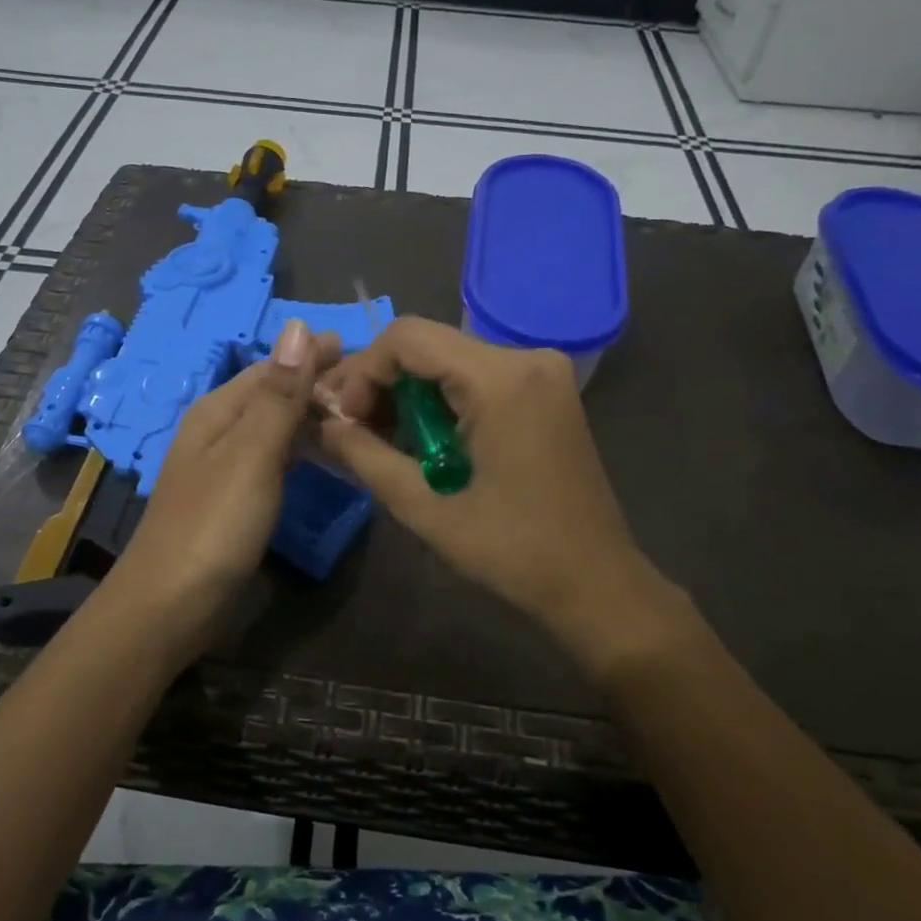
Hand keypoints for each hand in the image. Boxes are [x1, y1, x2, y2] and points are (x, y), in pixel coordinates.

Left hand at [110, 319, 340, 631]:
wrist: (171, 605)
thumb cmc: (214, 524)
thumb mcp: (251, 453)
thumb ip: (279, 394)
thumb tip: (298, 326)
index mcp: (219, 410)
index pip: (273, 366)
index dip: (314, 355)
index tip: (364, 351)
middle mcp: (220, 430)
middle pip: (274, 394)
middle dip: (318, 384)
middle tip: (376, 389)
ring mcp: (226, 467)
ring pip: (276, 426)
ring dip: (313, 416)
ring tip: (362, 416)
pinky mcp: (236, 499)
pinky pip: (275, 458)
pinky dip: (303, 448)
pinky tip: (326, 455)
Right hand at [317, 318, 691, 665]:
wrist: (596, 583)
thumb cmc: (513, 552)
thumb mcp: (427, 509)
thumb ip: (368, 458)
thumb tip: (324, 426)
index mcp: (500, 379)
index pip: (407, 338)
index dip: (364, 372)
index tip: (346, 420)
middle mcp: (525, 358)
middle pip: (428, 344)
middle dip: (381, 382)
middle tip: (352, 430)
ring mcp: (542, 372)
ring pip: (449, 359)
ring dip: (409, 393)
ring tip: (381, 440)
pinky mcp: (546, 390)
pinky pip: (476, 376)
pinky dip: (441, 400)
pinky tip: (424, 439)